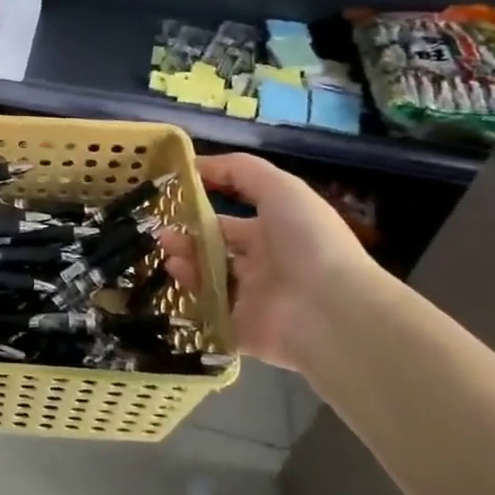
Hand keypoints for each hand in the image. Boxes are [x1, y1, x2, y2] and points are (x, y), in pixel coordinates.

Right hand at [160, 154, 387, 369]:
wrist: (332, 310)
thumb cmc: (307, 240)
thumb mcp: (280, 188)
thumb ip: (239, 170)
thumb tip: (196, 164)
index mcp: (275, 234)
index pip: (231, 222)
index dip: (203, 211)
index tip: (172, 203)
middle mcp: (264, 266)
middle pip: (215, 252)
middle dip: (187, 240)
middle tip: (162, 234)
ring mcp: (253, 301)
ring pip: (209, 281)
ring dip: (186, 264)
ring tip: (168, 254)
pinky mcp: (242, 331)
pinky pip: (210, 315)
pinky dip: (191, 299)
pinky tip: (177, 280)